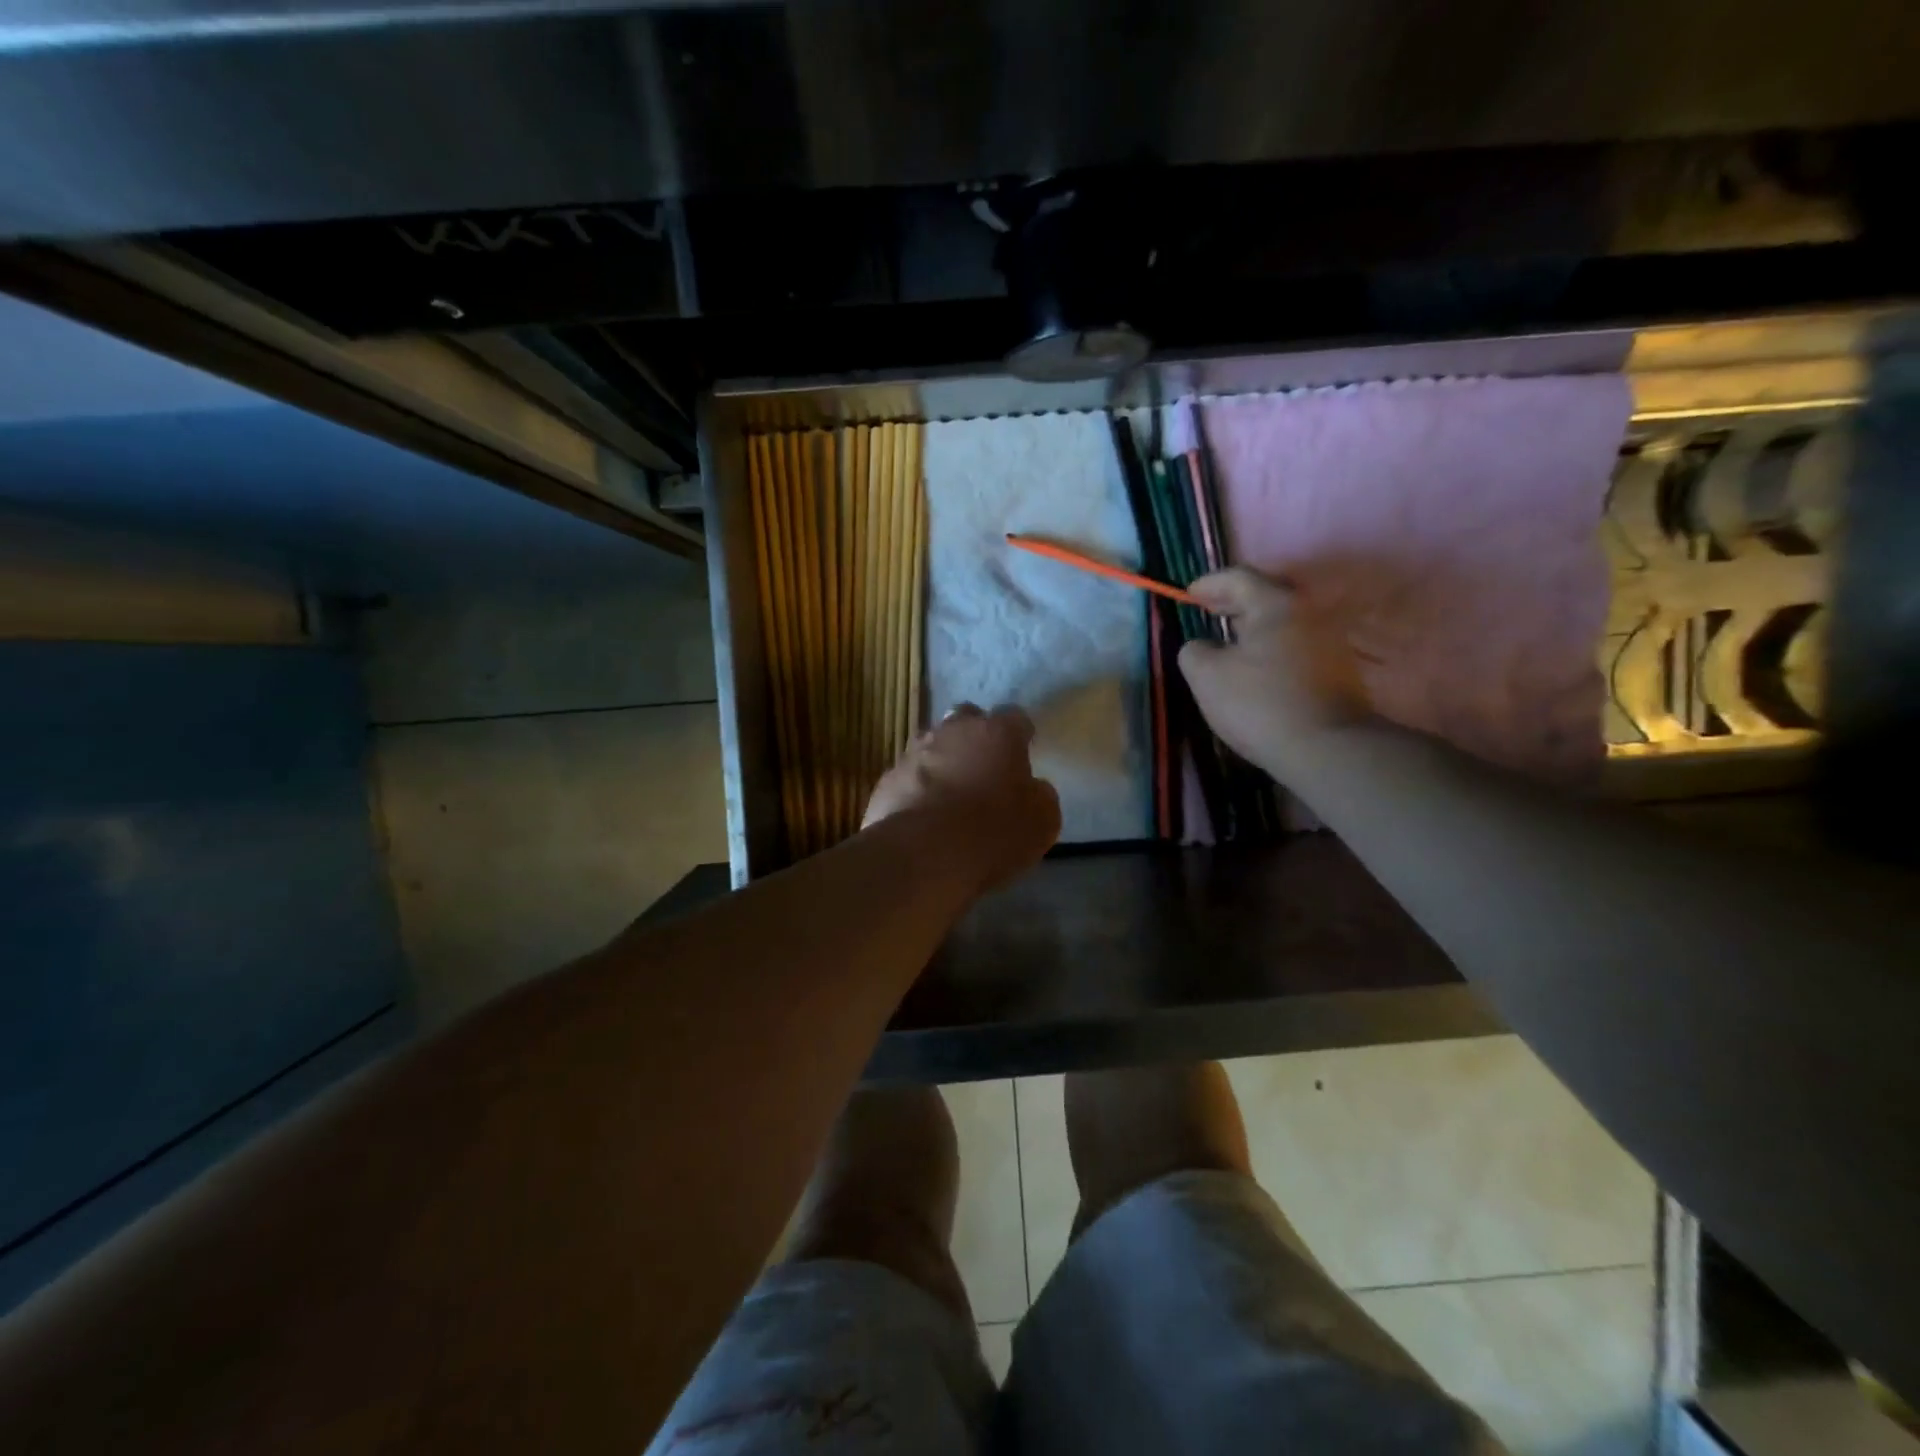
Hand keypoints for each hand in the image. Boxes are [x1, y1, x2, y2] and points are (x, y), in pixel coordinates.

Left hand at [864, 705, 1061, 890]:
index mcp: (996, 734)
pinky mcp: (888, 779)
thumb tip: (1032, 788)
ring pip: (933, 745)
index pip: (1015, 717)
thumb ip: (1039, 795)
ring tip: (951, 794)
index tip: (1024, 749)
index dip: (1020, 733)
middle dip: (976, 735)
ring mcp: (914, 752)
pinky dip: (918, 788)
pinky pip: (909, 776)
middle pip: (967, 718)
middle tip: (985, 765)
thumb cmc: (993, 832)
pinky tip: (924, 815)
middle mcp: (953, 731)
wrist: (923, 855)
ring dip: (944, 760)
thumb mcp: (1041, 820)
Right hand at [1178, 567, 1368, 778]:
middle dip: (1233, 602)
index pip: (1238, 577)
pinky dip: (1272, 648)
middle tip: (1208, 611)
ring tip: (1230, 642)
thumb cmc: (1259, 703)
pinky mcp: (1339, 670)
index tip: (1189, 594)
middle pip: (1266, 595)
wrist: (1327, 748)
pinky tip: (1258, 668)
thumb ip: (1194, 651)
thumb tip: (1202, 646)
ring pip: (1283, 622)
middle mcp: (1308, 613)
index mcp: (1275, 604)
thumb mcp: (1206, 676)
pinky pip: (1297, 645)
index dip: (1209, 583)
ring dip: (1255, 627)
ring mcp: (1329, 641)